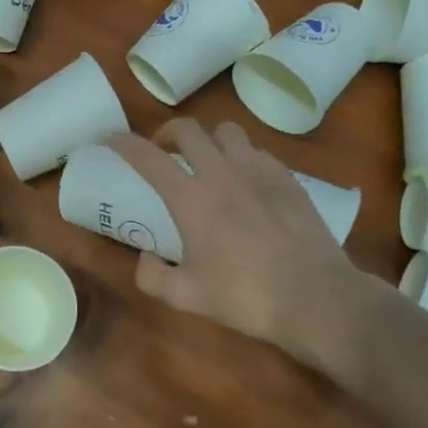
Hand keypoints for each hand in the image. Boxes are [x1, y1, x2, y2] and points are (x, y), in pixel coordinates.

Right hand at [108, 121, 373, 371]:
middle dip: (165, 133)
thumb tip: (144, 257)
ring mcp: (259, 170)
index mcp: (191, 198)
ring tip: (205, 161)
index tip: (110, 140)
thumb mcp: (186, 297)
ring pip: (225, 131)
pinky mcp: (288, 178)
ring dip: (207, 140)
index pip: (147, 156)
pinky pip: (256, 151)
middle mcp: (221, 173)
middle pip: (187, 129)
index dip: (122, 143)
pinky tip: (244, 181)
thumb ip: (151, 276)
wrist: (317, 298)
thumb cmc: (245, 297)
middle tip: (160, 151)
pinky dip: (240, 157)